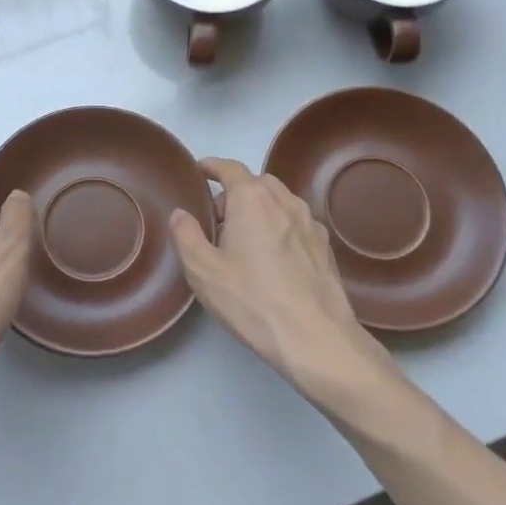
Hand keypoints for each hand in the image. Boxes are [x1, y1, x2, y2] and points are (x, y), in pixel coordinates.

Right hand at [169, 158, 391, 398]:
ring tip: (246, 240)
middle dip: (236, 192)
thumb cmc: (252, 300)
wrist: (315, 337)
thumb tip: (180, 214)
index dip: (213, 167)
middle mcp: (285, 201)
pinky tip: (274, 257)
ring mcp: (310, 223)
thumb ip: (186, 236)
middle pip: (257, 183)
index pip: (230, 169)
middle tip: (218, 220)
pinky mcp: (325, 246)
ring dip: (260, 209)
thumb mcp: (203, 271)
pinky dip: (280, 227)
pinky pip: (296, 223)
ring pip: (280, 202)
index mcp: (252, 199)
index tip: (201, 170)